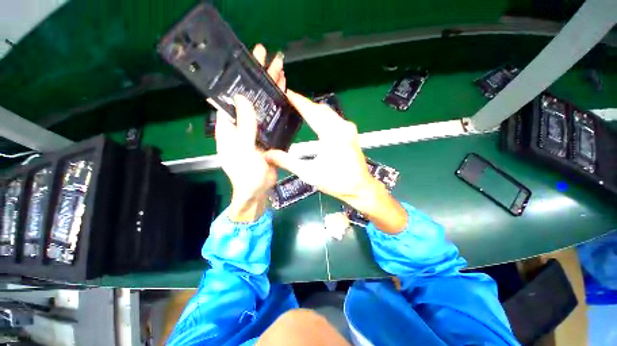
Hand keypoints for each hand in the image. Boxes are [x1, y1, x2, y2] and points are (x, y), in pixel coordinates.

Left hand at [215, 44, 285, 221]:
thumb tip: (243, 99)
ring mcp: (255, 129)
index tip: (246, 60)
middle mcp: (241, 123)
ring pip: (262, 104)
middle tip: (266, 55)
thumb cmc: (246, 174)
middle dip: (257, 77)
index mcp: (229, 125)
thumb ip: (244, 127)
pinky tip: (283, 93)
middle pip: (249, 96)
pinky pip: (272, 116)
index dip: (239, 78)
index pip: (231, 96)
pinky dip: (277, 104)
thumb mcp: (243, 150)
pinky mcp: (267, 135)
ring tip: (279, 69)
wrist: (257, 190)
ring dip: (269, 87)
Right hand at [264, 91, 407, 232]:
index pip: (312, 112)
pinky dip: (322, 116)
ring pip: (328, 113)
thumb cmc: (336, 182)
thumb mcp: (309, 173)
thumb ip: (287, 162)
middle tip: (289, 102)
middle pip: (321, 109)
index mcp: (333, 134)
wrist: (360, 188)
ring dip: (314, 110)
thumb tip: (267, 155)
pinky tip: (314, 120)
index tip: (286, 92)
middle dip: (305, 104)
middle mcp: (342, 126)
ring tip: (298, 109)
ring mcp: (348, 129)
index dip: (299, 101)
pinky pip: (334, 119)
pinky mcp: (350, 133)